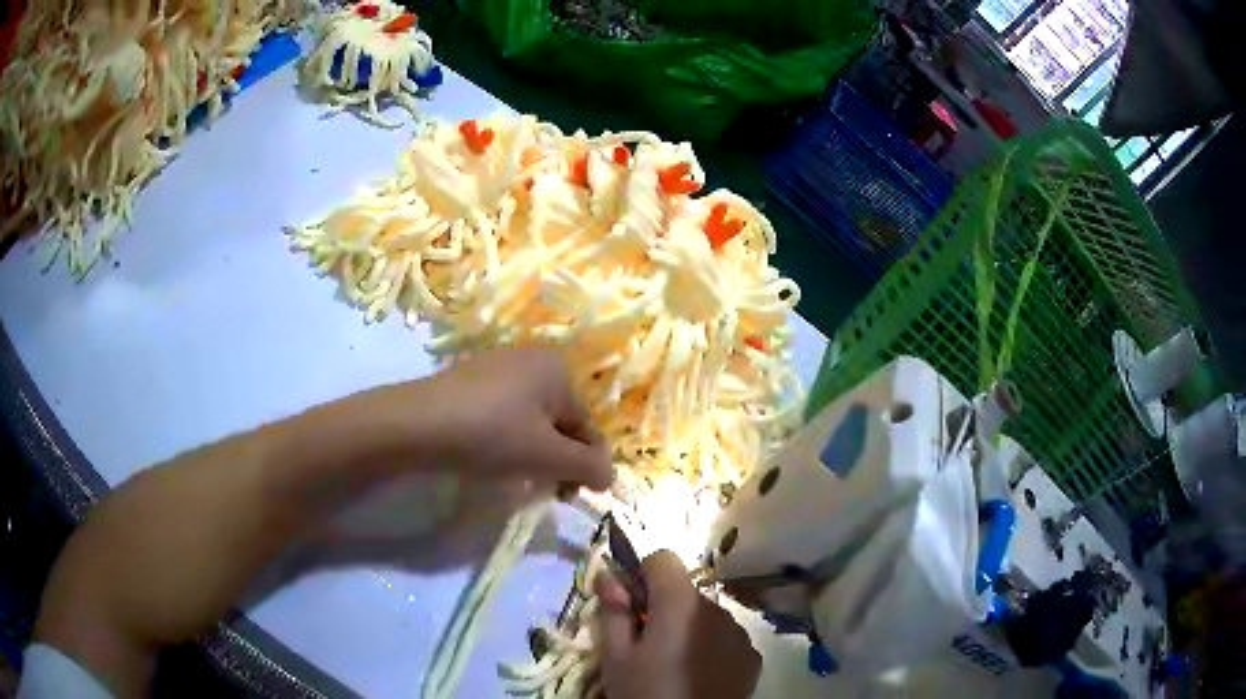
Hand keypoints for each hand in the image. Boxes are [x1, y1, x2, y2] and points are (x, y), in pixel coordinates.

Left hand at [417, 348, 613, 490]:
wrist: (415, 424)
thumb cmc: (491, 435)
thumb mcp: (548, 456)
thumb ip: (589, 467)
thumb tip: (610, 476)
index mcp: (559, 369)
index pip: (588, 427)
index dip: (584, 466)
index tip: (566, 496)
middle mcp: (532, 358)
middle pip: (560, 421)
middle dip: (556, 458)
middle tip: (540, 486)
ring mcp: (497, 366)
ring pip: (531, 419)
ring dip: (532, 451)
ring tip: (510, 473)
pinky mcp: (469, 380)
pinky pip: (503, 413)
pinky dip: (505, 437)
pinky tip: (486, 455)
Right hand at [595, 551, 760, 698]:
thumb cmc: (645, 693)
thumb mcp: (615, 656)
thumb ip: (612, 610)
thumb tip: (609, 575)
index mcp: (681, 603)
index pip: (664, 559)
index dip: (642, 575)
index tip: (630, 604)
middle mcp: (718, 609)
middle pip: (685, 591)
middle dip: (663, 608)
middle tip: (645, 645)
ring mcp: (740, 633)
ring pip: (706, 615)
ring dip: (688, 628)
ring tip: (671, 665)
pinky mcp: (752, 656)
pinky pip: (725, 638)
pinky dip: (710, 647)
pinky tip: (697, 675)